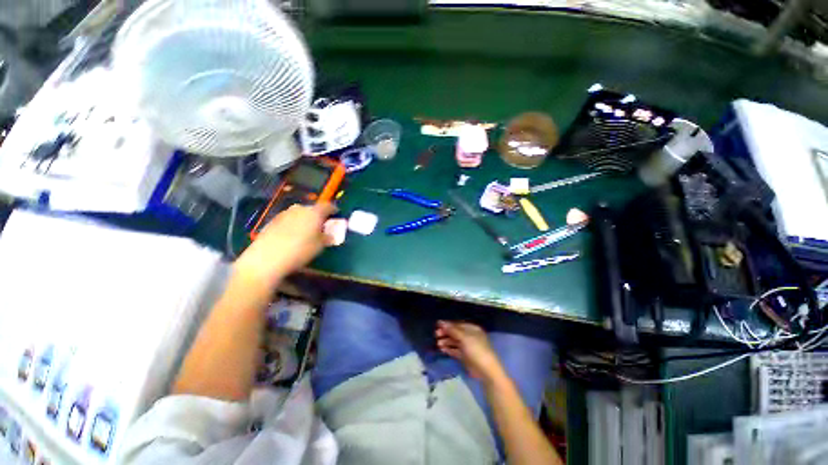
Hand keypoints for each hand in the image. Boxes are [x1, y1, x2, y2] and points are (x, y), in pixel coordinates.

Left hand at [234, 203, 335, 286]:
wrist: (266, 259)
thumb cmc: (300, 251)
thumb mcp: (319, 246)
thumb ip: (326, 237)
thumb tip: (329, 235)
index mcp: (314, 212)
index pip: (327, 206)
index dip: (333, 210)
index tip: (336, 215)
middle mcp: (299, 209)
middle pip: (312, 209)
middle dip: (318, 216)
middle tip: (321, 225)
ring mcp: (284, 214)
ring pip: (299, 214)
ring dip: (304, 220)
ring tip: (307, 232)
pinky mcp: (272, 221)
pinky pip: (288, 220)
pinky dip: (293, 224)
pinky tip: (292, 236)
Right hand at [435, 321, 504, 384]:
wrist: (486, 371)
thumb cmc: (477, 350)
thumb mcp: (464, 338)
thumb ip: (452, 330)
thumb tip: (441, 322)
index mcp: (472, 329)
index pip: (458, 325)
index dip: (448, 325)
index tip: (437, 326)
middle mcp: (470, 336)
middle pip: (455, 333)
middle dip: (446, 333)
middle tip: (436, 335)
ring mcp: (467, 347)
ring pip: (455, 342)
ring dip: (446, 341)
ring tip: (438, 344)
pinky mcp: (465, 357)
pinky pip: (455, 350)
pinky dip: (449, 349)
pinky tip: (442, 349)